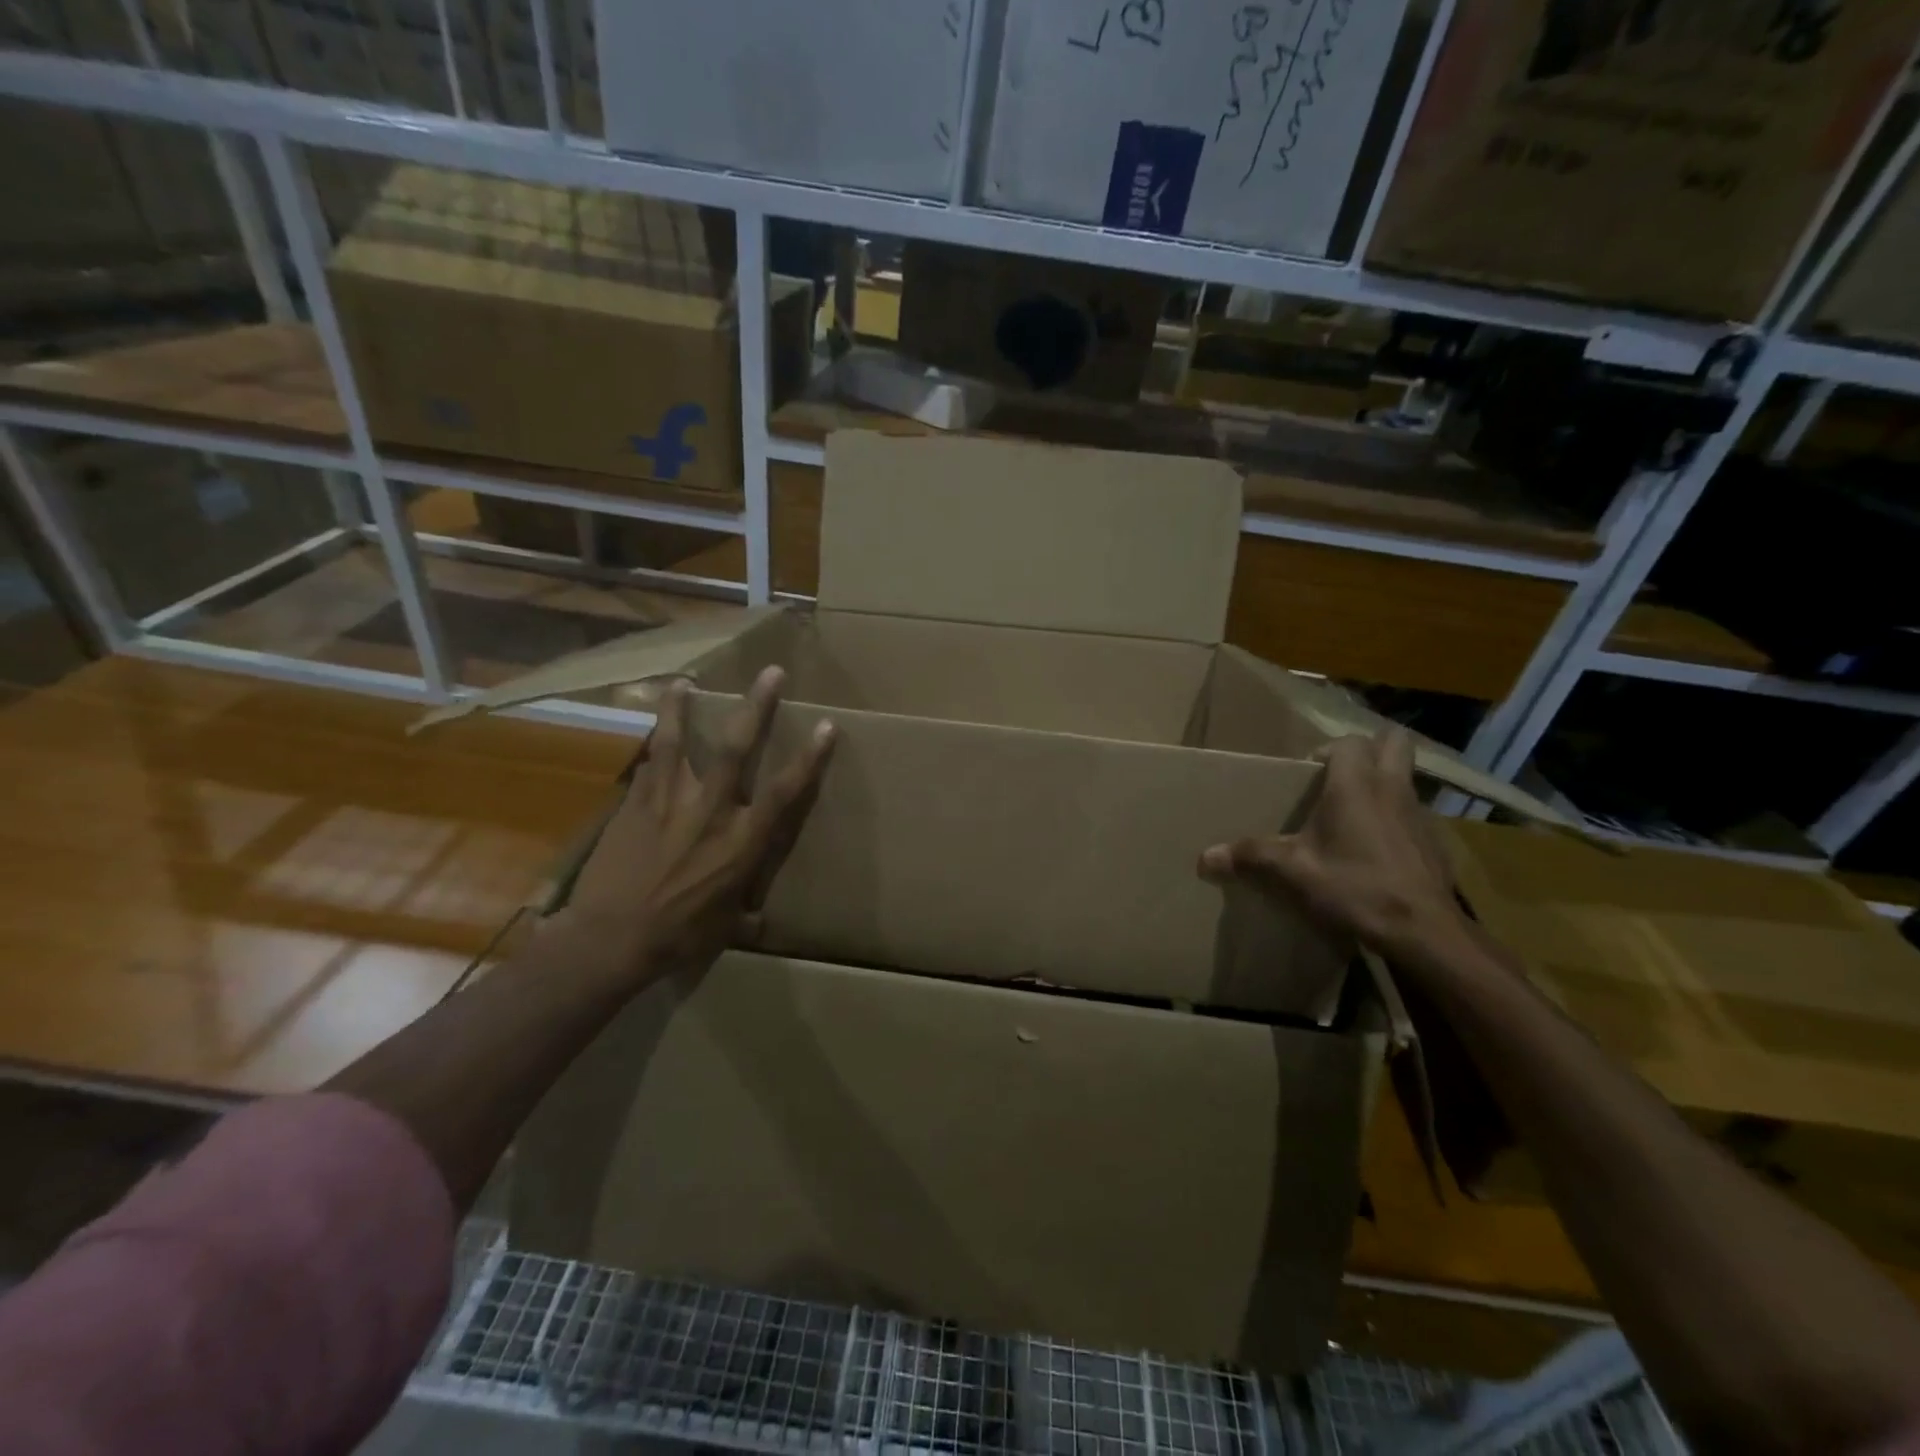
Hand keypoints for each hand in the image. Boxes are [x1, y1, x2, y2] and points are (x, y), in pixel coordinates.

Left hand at [552, 666, 834, 983]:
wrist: (609, 939)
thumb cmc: (678, 937)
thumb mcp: (726, 926)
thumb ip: (744, 909)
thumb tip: (759, 920)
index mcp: (742, 842)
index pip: (785, 792)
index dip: (809, 757)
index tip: (827, 726)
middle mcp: (711, 812)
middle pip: (738, 748)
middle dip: (758, 707)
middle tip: (771, 672)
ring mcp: (668, 802)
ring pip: (678, 742)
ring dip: (682, 708)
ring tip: (684, 681)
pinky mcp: (634, 804)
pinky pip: (647, 765)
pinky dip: (651, 746)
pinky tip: (652, 732)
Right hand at [1198, 728, 1466, 961]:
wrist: (1423, 931)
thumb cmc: (1355, 886)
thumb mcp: (1293, 872)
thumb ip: (1250, 857)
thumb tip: (1205, 857)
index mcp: (1356, 785)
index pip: (1349, 741)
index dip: (1328, 750)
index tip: (1308, 773)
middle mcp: (1392, 788)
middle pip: (1395, 742)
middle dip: (1372, 748)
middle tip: (1341, 775)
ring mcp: (1420, 814)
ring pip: (1407, 778)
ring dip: (1385, 784)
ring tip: (1356, 815)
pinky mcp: (1436, 843)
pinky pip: (1415, 814)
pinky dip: (1397, 820)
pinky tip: (1378, 852)